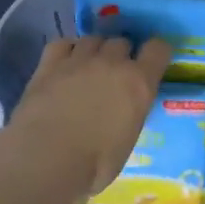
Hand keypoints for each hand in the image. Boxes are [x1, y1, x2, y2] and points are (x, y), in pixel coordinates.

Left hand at [9, 35, 169, 198]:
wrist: (46, 158)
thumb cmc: (94, 164)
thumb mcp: (127, 142)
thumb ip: (129, 117)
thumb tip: (121, 117)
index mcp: (139, 84)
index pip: (158, 49)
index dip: (156, 52)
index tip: (152, 62)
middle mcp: (112, 64)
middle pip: (122, 41)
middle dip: (121, 55)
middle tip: (114, 75)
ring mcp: (79, 60)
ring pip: (93, 39)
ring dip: (95, 51)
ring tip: (89, 69)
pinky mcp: (49, 64)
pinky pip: (63, 43)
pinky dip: (68, 50)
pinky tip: (65, 64)